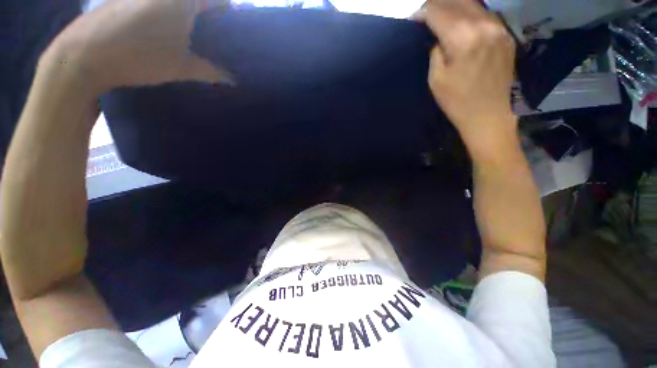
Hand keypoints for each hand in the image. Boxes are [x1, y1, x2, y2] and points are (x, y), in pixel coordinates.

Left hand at [41, 0, 233, 93]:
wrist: (83, 55)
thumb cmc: (138, 58)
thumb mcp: (181, 68)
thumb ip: (210, 72)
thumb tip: (231, 80)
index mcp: (180, 2)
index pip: (215, 1)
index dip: (225, 12)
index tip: (231, 27)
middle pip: (192, 2)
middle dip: (205, 15)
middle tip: (211, 35)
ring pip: (174, 3)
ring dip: (184, 15)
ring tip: (188, 36)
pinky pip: (153, 3)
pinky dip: (165, 14)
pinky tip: (163, 32)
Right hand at [421, 0, 516, 149]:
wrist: (488, 115)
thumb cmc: (457, 101)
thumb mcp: (436, 79)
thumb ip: (435, 50)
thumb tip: (435, 36)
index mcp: (463, 37)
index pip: (438, 10)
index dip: (423, 12)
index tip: (414, 19)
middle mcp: (484, 24)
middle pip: (457, 0)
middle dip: (437, 5)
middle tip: (426, 16)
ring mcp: (499, 28)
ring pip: (473, 4)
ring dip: (454, 7)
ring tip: (442, 18)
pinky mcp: (506, 35)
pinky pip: (485, 15)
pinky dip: (470, 14)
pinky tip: (462, 24)